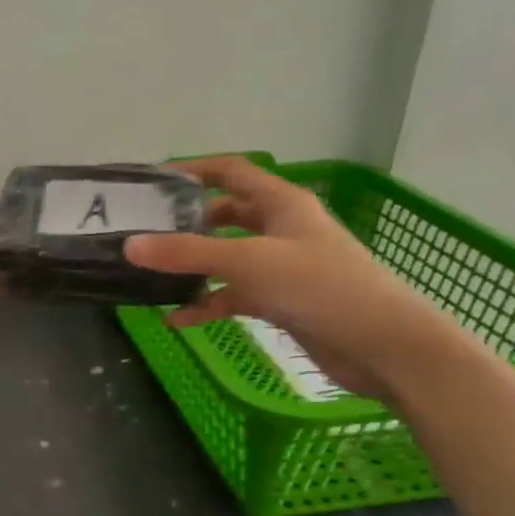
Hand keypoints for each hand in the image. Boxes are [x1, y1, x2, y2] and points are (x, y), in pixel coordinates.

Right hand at [123, 157, 464, 401]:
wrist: (384, 345)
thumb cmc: (320, 287)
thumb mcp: (248, 262)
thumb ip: (187, 254)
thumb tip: (130, 245)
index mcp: (280, 202)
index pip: (230, 171)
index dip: (192, 170)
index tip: (151, 182)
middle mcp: (280, 228)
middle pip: (225, 214)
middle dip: (187, 223)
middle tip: (146, 232)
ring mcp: (282, 266)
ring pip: (227, 257)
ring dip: (194, 266)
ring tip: (154, 275)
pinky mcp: (281, 300)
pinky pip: (235, 295)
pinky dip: (208, 304)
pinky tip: (177, 320)